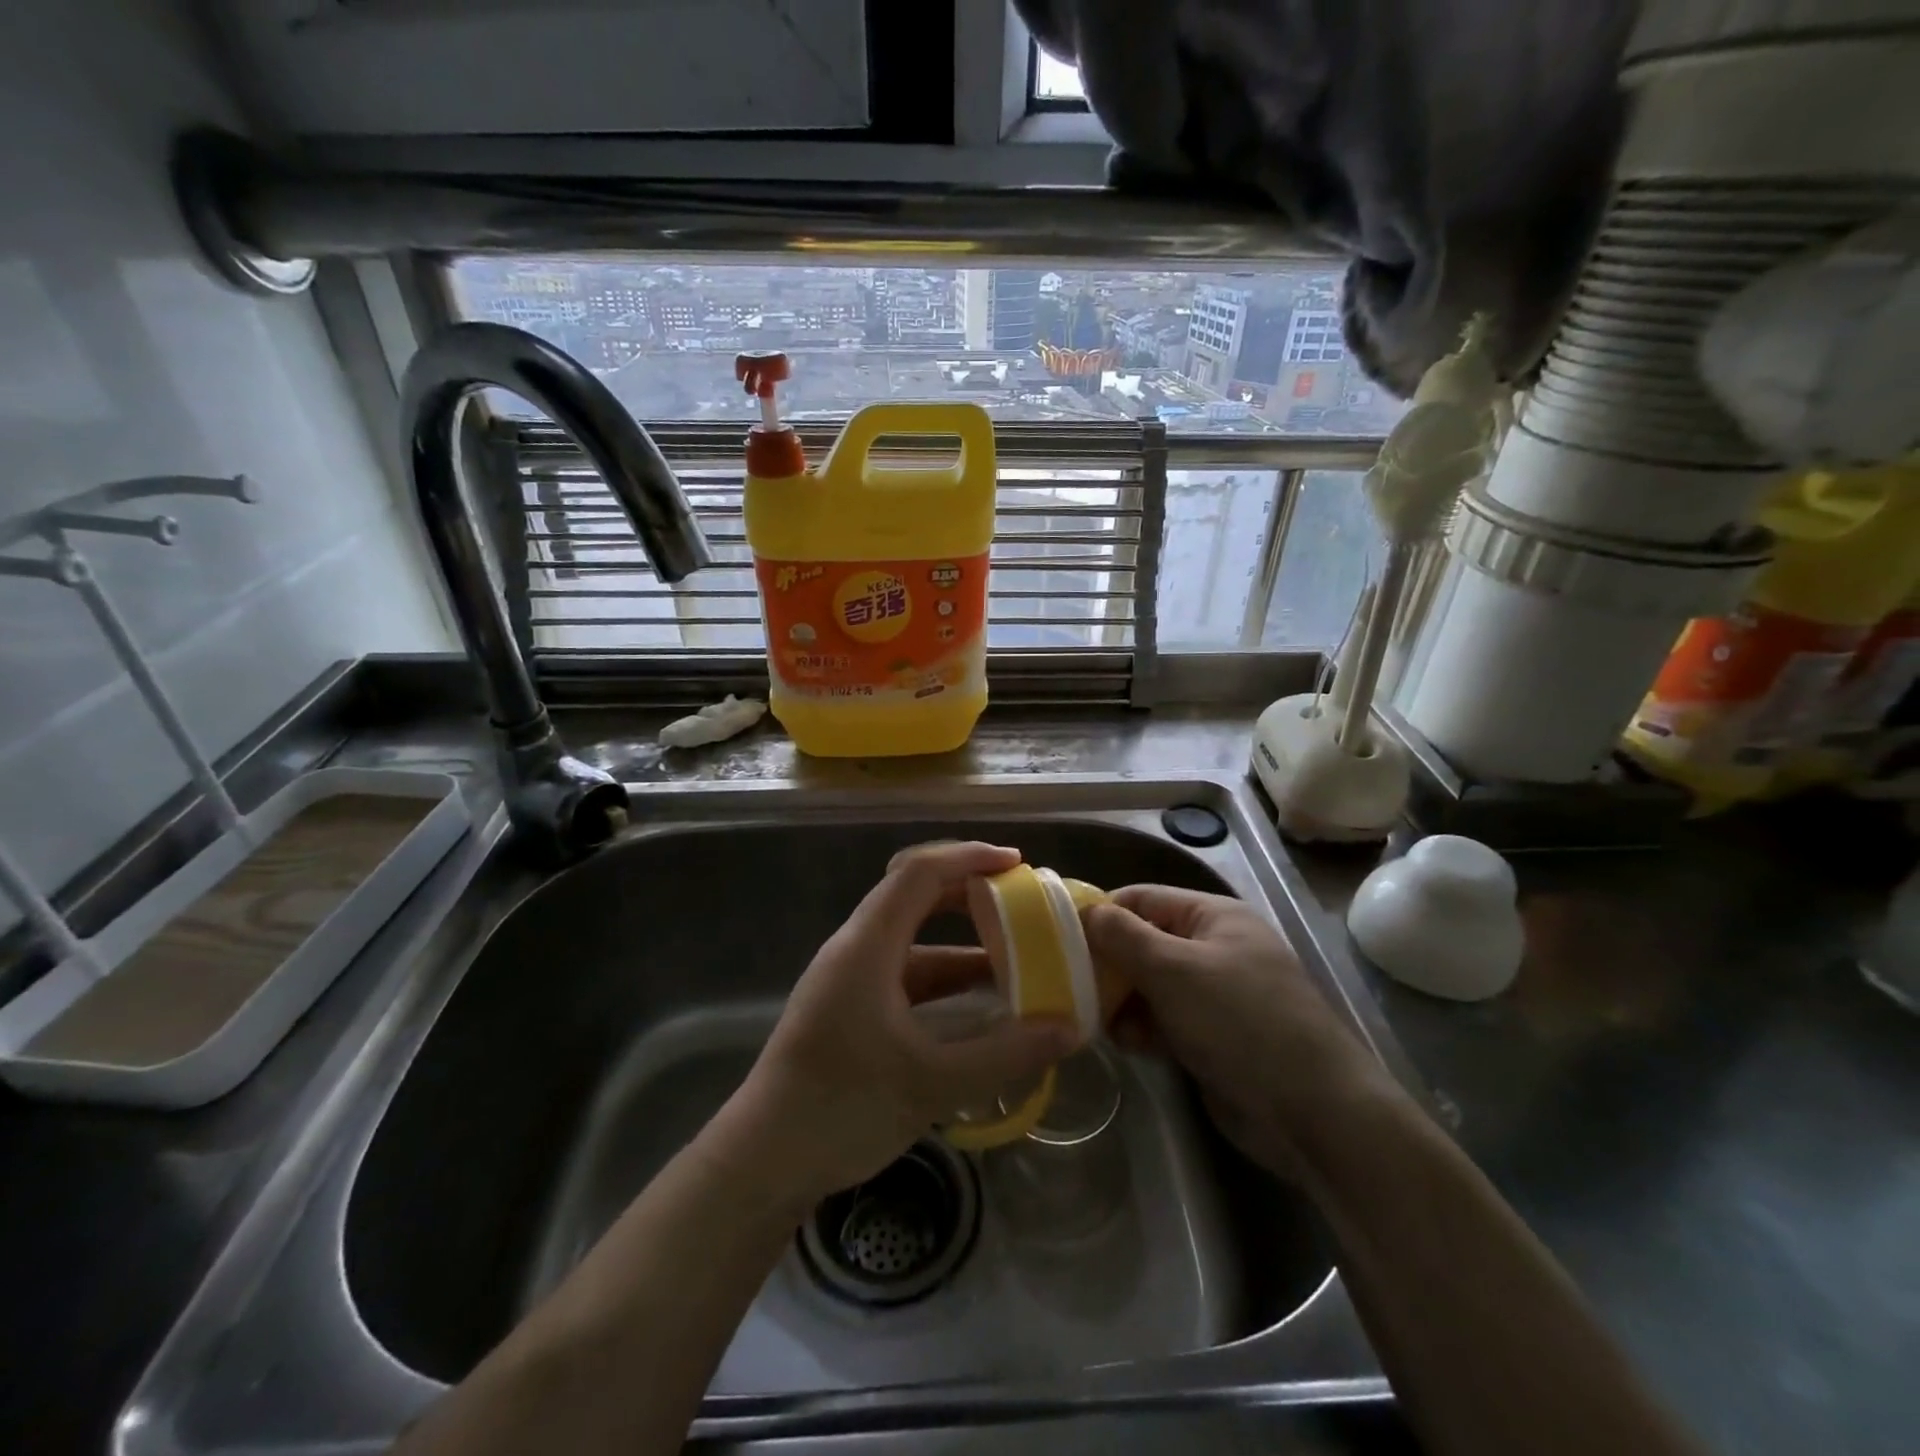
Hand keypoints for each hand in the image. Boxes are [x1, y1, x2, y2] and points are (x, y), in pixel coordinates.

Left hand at [724, 842, 1079, 1213]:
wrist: (763, 1162)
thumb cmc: (841, 1108)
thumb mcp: (931, 1082)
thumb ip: (1004, 1054)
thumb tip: (1070, 1028)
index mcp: (867, 945)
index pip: (919, 872)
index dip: (969, 858)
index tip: (1017, 864)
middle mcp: (855, 948)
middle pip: (913, 895)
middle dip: (967, 892)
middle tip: (1019, 901)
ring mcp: (849, 978)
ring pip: (911, 939)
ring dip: (959, 943)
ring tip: (1013, 956)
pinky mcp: (849, 1007)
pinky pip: (904, 973)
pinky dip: (943, 978)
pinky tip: (977, 1004)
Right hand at [1085, 886, 1390, 1176]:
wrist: (1310, 1111)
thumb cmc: (1239, 1020)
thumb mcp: (1174, 969)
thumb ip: (1124, 937)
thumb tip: (1086, 911)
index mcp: (1213, 916)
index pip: (1143, 898)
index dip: (1102, 912)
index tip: (1059, 936)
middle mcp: (1213, 949)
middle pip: (1144, 942)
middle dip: (1108, 963)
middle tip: (1070, 984)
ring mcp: (1214, 995)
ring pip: (1149, 985)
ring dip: (1121, 1000)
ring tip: (1095, 1019)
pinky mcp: (1211, 1037)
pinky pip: (1164, 1020)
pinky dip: (1142, 1028)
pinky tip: (1126, 1044)